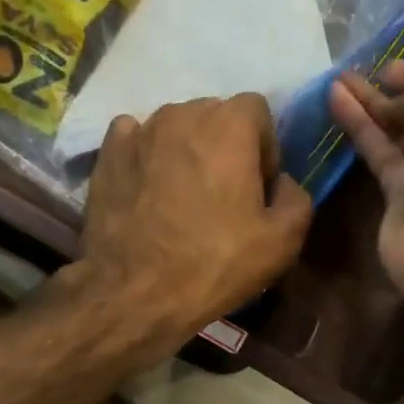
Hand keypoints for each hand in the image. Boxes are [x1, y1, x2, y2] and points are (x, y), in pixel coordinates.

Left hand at [74, 94, 311, 351]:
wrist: (135, 293)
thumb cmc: (214, 263)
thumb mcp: (282, 241)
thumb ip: (296, 196)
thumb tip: (281, 182)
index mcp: (229, 124)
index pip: (257, 111)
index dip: (264, 147)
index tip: (257, 187)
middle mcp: (182, 113)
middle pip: (214, 116)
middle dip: (225, 146)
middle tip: (222, 193)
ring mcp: (139, 131)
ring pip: (174, 127)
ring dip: (185, 150)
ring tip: (181, 195)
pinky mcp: (107, 153)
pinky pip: (134, 138)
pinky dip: (145, 154)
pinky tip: (146, 187)